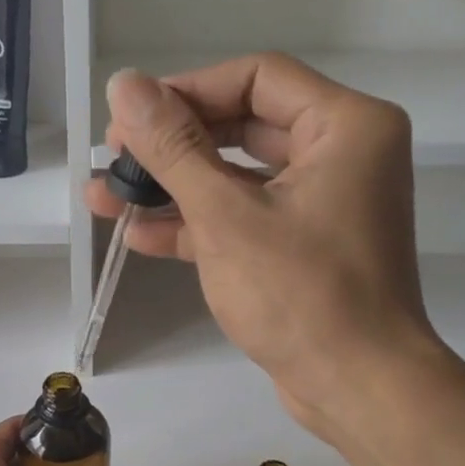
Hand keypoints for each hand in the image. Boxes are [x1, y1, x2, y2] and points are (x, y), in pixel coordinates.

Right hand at [84, 57, 445, 444]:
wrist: (357, 388)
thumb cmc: (301, 294)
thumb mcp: (226, 216)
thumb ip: (173, 148)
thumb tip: (125, 84)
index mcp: (345, 126)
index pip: (256, 78)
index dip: (187, 91)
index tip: (131, 116)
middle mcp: (341, 154)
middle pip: (244, 125)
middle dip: (173, 143)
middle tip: (116, 155)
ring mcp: (322, 204)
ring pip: (238, 177)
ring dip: (174, 187)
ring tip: (107, 195)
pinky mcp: (303, 247)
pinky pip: (246, 218)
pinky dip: (198, 224)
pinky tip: (139, 233)